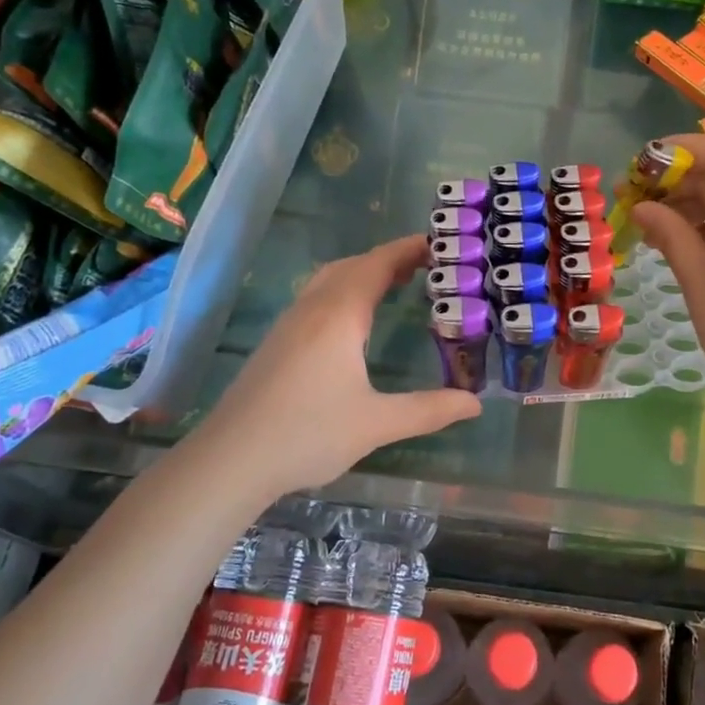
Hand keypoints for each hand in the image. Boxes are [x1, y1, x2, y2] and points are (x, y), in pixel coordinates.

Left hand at [185, 235, 480, 496]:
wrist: (229, 460)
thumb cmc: (307, 434)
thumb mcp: (377, 424)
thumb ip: (428, 410)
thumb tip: (475, 404)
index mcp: (339, 316)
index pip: (378, 264)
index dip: (408, 249)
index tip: (439, 243)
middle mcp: (313, 309)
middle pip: (353, 265)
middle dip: (389, 258)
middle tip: (426, 266)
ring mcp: (289, 324)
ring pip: (330, 280)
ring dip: (363, 272)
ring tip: (394, 285)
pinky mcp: (276, 343)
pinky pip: (316, 298)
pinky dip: (344, 291)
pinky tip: (352, 322)